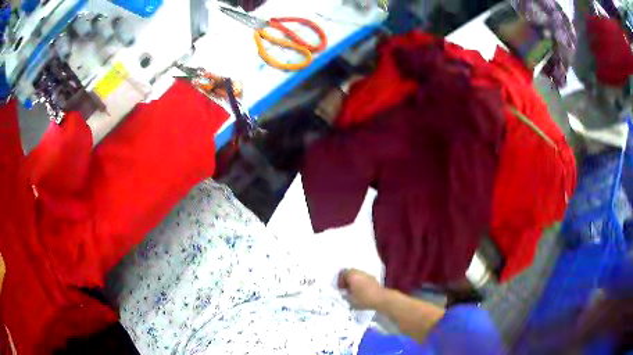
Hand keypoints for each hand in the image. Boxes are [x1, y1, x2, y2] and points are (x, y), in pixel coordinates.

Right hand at [338, 269, 384, 309]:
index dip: (340, 281)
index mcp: (352, 275)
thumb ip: (345, 295)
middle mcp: (360, 272)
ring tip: (354, 290)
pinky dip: (361, 282)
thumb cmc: (363, 299)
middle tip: (346, 288)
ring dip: (355, 281)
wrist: (380, 298)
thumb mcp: (350, 299)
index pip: (343, 273)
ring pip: (358, 275)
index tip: (340, 289)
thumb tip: (344, 293)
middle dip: (347, 279)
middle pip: (350, 272)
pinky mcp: (373, 279)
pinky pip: (364, 278)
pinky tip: (361, 291)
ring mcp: (368, 275)